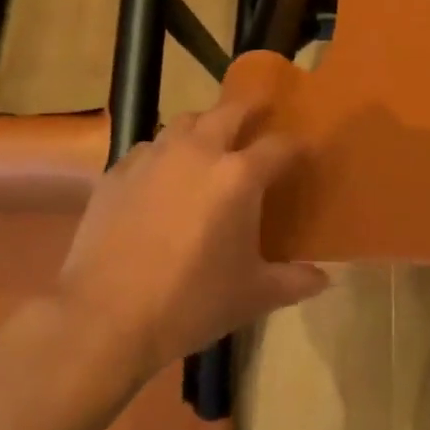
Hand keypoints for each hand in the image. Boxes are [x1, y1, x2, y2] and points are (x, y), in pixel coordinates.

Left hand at [55, 100, 328, 378]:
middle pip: (230, 111)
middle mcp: (199, 151)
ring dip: (203, 126)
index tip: (303, 153)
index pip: (279, 145)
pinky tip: (161, 175)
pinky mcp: (117, 171)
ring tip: (208, 142)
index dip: (296, 147)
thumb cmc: (190, 303)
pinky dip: (162, 153)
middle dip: (249, 110)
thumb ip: (293, 282)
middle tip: (258, 116)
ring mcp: (154, 157)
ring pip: (185, 121)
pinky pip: (148, 148)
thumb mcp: (252, 296)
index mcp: (239, 175)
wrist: (104, 319)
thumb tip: (325, 279)